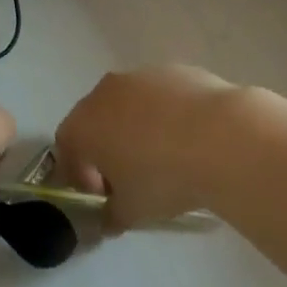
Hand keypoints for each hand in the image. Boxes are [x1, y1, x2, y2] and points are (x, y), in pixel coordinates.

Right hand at [54, 65, 240, 229]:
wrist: (219, 136)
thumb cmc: (163, 177)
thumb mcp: (132, 211)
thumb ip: (112, 215)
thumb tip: (109, 217)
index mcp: (85, 123)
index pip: (66, 146)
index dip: (79, 173)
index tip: (103, 196)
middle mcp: (105, 91)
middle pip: (95, 120)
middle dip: (106, 148)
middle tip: (130, 179)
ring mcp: (139, 75)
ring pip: (128, 104)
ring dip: (135, 128)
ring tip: (164, 157)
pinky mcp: (173, 69)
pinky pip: (159, 96)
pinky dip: (164, 115)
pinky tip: (189, 139)